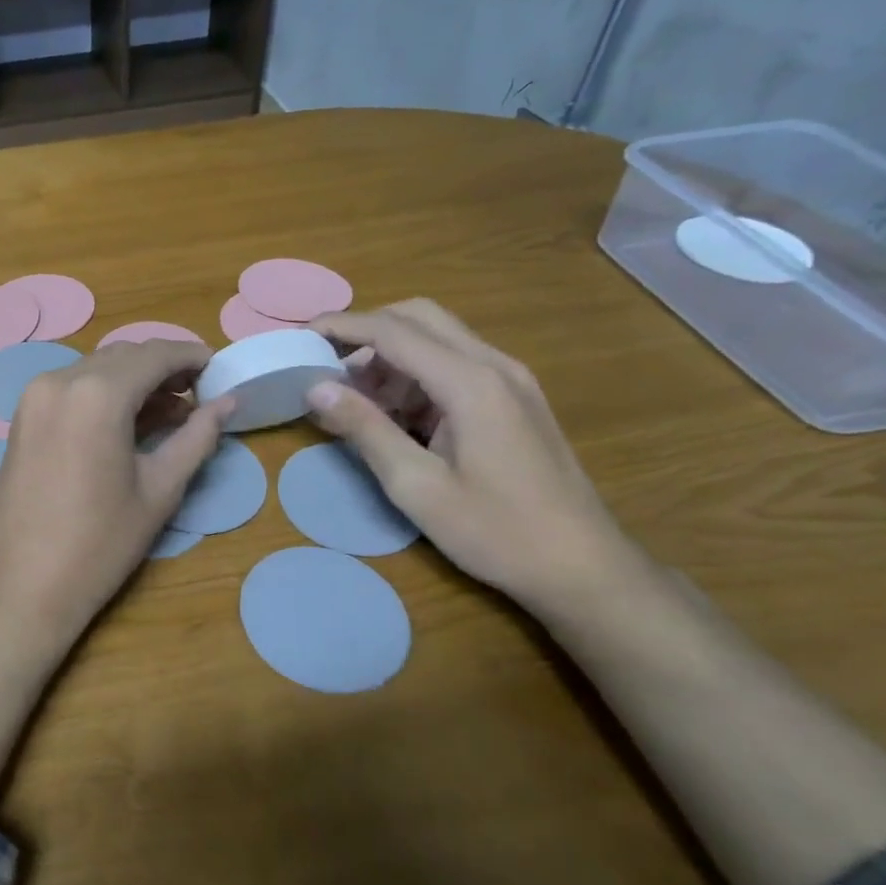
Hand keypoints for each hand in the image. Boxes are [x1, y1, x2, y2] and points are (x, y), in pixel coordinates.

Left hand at [0, 340, 230, 642]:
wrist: (24, 585)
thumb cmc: (100, 543)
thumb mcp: (160, 489)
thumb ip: (197, 436)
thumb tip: (229, 402)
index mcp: (97, 393)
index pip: (155, 355)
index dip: (191, 356)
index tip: (220, 369)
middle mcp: (60, 380)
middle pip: (124, 357)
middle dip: (164, 368)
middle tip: (199, 396)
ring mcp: (34, 397)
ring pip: (96, 369)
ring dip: (134, 381)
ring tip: (171, 413)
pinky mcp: (22, 416)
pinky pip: (72, 388)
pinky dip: (104, 394)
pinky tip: (128, 423)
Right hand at [305, 300, 642, 614]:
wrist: (584, 567)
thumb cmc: (496, 532)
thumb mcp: (416, 487)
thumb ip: (365, 429)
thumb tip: (315, 387)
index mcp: (471, 383)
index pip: (394, 331)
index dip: (343, 326)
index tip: (301, 334)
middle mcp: (495, 366)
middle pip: (420, 317)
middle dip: (367, 330)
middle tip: (328, 363)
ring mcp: (511, 380)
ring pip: (439, 338)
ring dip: (391, 354)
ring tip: (356, 399)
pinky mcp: (515, 398)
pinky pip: (456, 363)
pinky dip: (416, 373)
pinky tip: (397, 414)